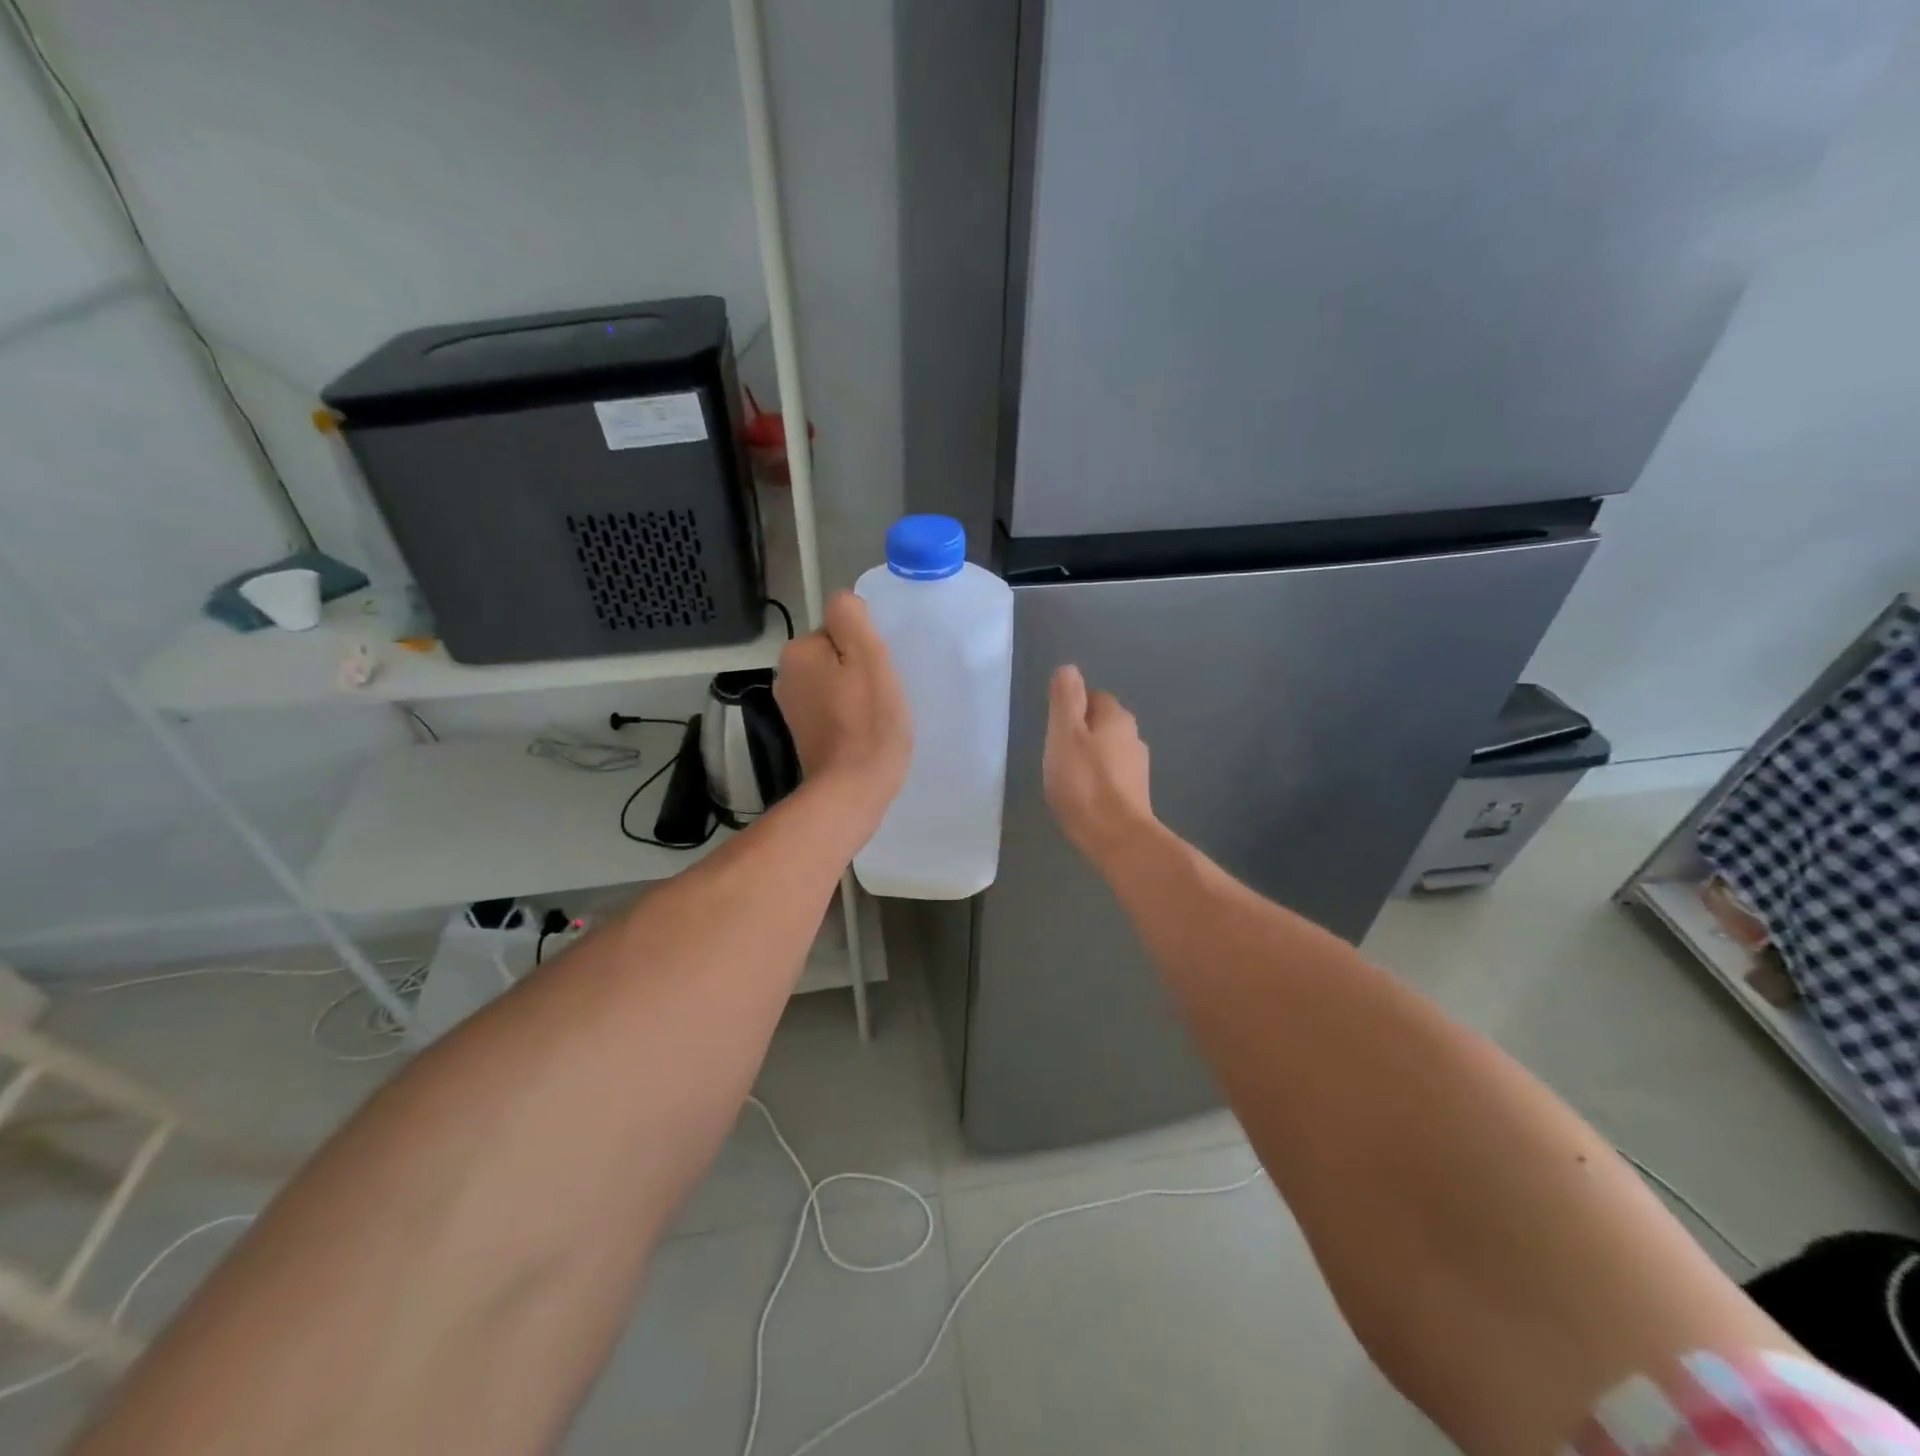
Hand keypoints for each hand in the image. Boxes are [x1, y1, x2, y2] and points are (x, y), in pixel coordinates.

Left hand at [775, 591, 911, 819]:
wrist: (852, 789)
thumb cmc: (867, 722)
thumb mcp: (868, 657)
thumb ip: (851, 618)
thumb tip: (843, 602)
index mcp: (798, 652)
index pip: (840, 629)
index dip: (865, 646)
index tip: (881, 670)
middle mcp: (786, 676)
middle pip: (836, 655)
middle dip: (859, 669)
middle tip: (883, 693)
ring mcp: (792, 708)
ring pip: (835, 683)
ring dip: (856, 692)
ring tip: (876, 715)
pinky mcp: (805, 735)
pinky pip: (832, 709)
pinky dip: (849, 715)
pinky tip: (865, 731)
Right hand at [1044, 665, 1154, 863]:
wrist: (1116, 837)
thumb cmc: (1084, 782)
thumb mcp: (1064, 733)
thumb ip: (1065, 699)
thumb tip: (1069, 668)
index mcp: (1117, 718)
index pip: (1093, 697)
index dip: (1071, 708)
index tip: (1053, 728)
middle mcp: (1134, 737)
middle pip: (1101, 724)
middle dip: (1079, 733)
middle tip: (1054, 752)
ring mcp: (1138, 768)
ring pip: (1107, 751)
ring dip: (1088, 758)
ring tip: (1065, 776)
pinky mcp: (1135, 795)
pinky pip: (1110, 776)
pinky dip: (1096, 780)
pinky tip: (1081, 796)